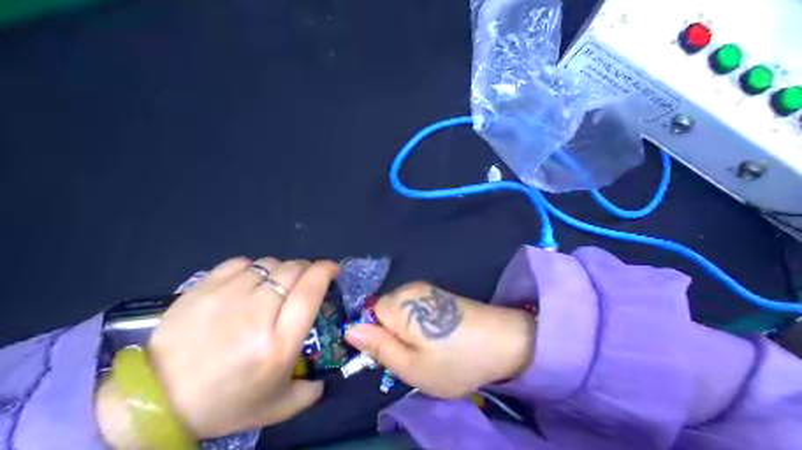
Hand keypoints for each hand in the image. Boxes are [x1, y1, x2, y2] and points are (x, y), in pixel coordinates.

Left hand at [95, 257, 336, 446]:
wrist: (158, 400)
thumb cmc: (224, 404)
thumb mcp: (277, 408)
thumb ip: (310, 392)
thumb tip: (324, 377)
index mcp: (279, 343)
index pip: (311, 290)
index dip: (326, 271)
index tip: (332, 270)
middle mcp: (257, 314)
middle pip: (292, 271)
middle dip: (307, 269)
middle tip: (306, 279)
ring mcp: (227, 297)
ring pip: (268, 264)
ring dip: (280, 270)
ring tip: (275, 284)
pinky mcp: (202, 289)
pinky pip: (240, 263)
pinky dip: (253, 268)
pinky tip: (249, 282)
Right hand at [342, 282, 533, 397]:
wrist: (505, 342)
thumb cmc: (454, 360)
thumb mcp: (411, 366)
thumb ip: (378, 347)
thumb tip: (349, 329)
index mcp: (398, 304)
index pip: (368, 317)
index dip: (379, 339)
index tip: (398, 356)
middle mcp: (409, 288)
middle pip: (384, 313)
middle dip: (394, 335)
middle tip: (416, 357)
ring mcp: (427, 289)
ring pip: (401, 313)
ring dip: (410, 332)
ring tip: (432, 349)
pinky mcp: (441, 294)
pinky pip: (417, 310)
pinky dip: (424, 326)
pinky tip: (442, 338)